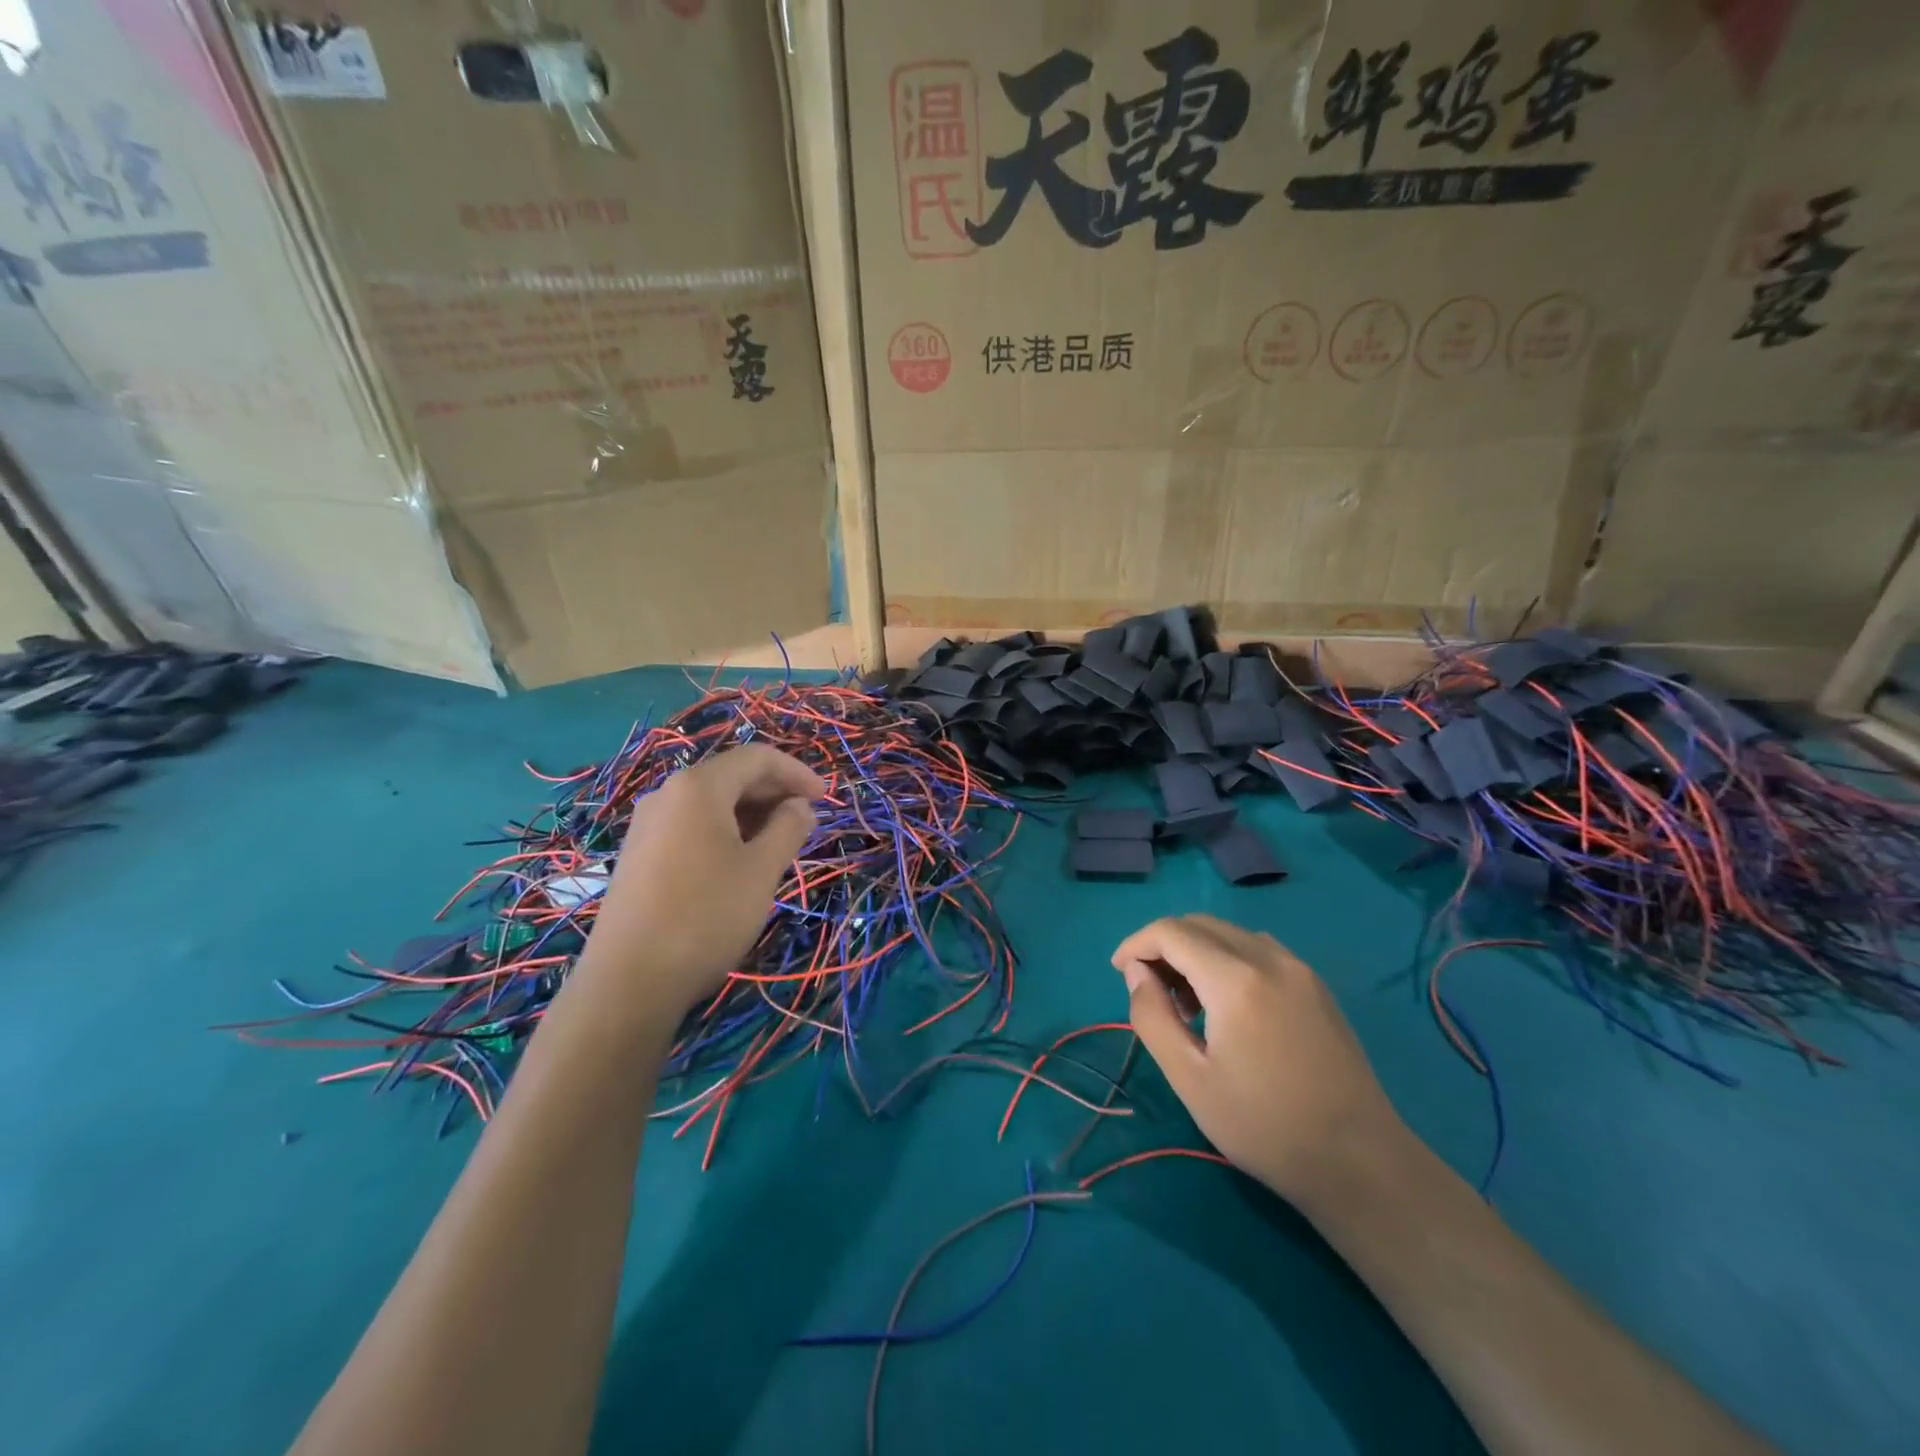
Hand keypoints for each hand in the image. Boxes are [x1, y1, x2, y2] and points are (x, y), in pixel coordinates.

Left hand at [578, 745, 822, 1021]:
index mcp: (698, 787)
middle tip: (807, 819)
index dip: (797, 772)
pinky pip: (691, 827)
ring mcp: (647, 826)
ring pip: (711, 804)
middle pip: (731, 776)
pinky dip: (725, 831)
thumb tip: (800, 806)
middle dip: (774, 792)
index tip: (826, 797)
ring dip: (751, 814)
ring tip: (780, 842)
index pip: (757, 758)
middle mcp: (667, 795)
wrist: (629, 982)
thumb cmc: (706, 916)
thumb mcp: (761, 870)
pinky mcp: (639, 856)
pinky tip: (740, 861)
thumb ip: (788, 828)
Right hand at [1111, 914, 1409, 1207]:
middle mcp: (1269, 958)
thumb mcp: (1190, 1079)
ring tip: (1185, 1002)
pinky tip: (1226, 1004)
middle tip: (1148, 989)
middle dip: (1163, 945)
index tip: (1119, 973)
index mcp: (1236, 980)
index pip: (1171, 932)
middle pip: (1200, 924)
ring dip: (1195, 950)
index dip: (1136, 944)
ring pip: (1229, 934)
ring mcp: (1299, 969)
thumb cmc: (1265, 1126)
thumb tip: (1137, 973)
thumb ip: (1152, 1016)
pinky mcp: (1316, 985)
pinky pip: (1258, 949)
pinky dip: (1227, 959)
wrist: (1360, 1162)